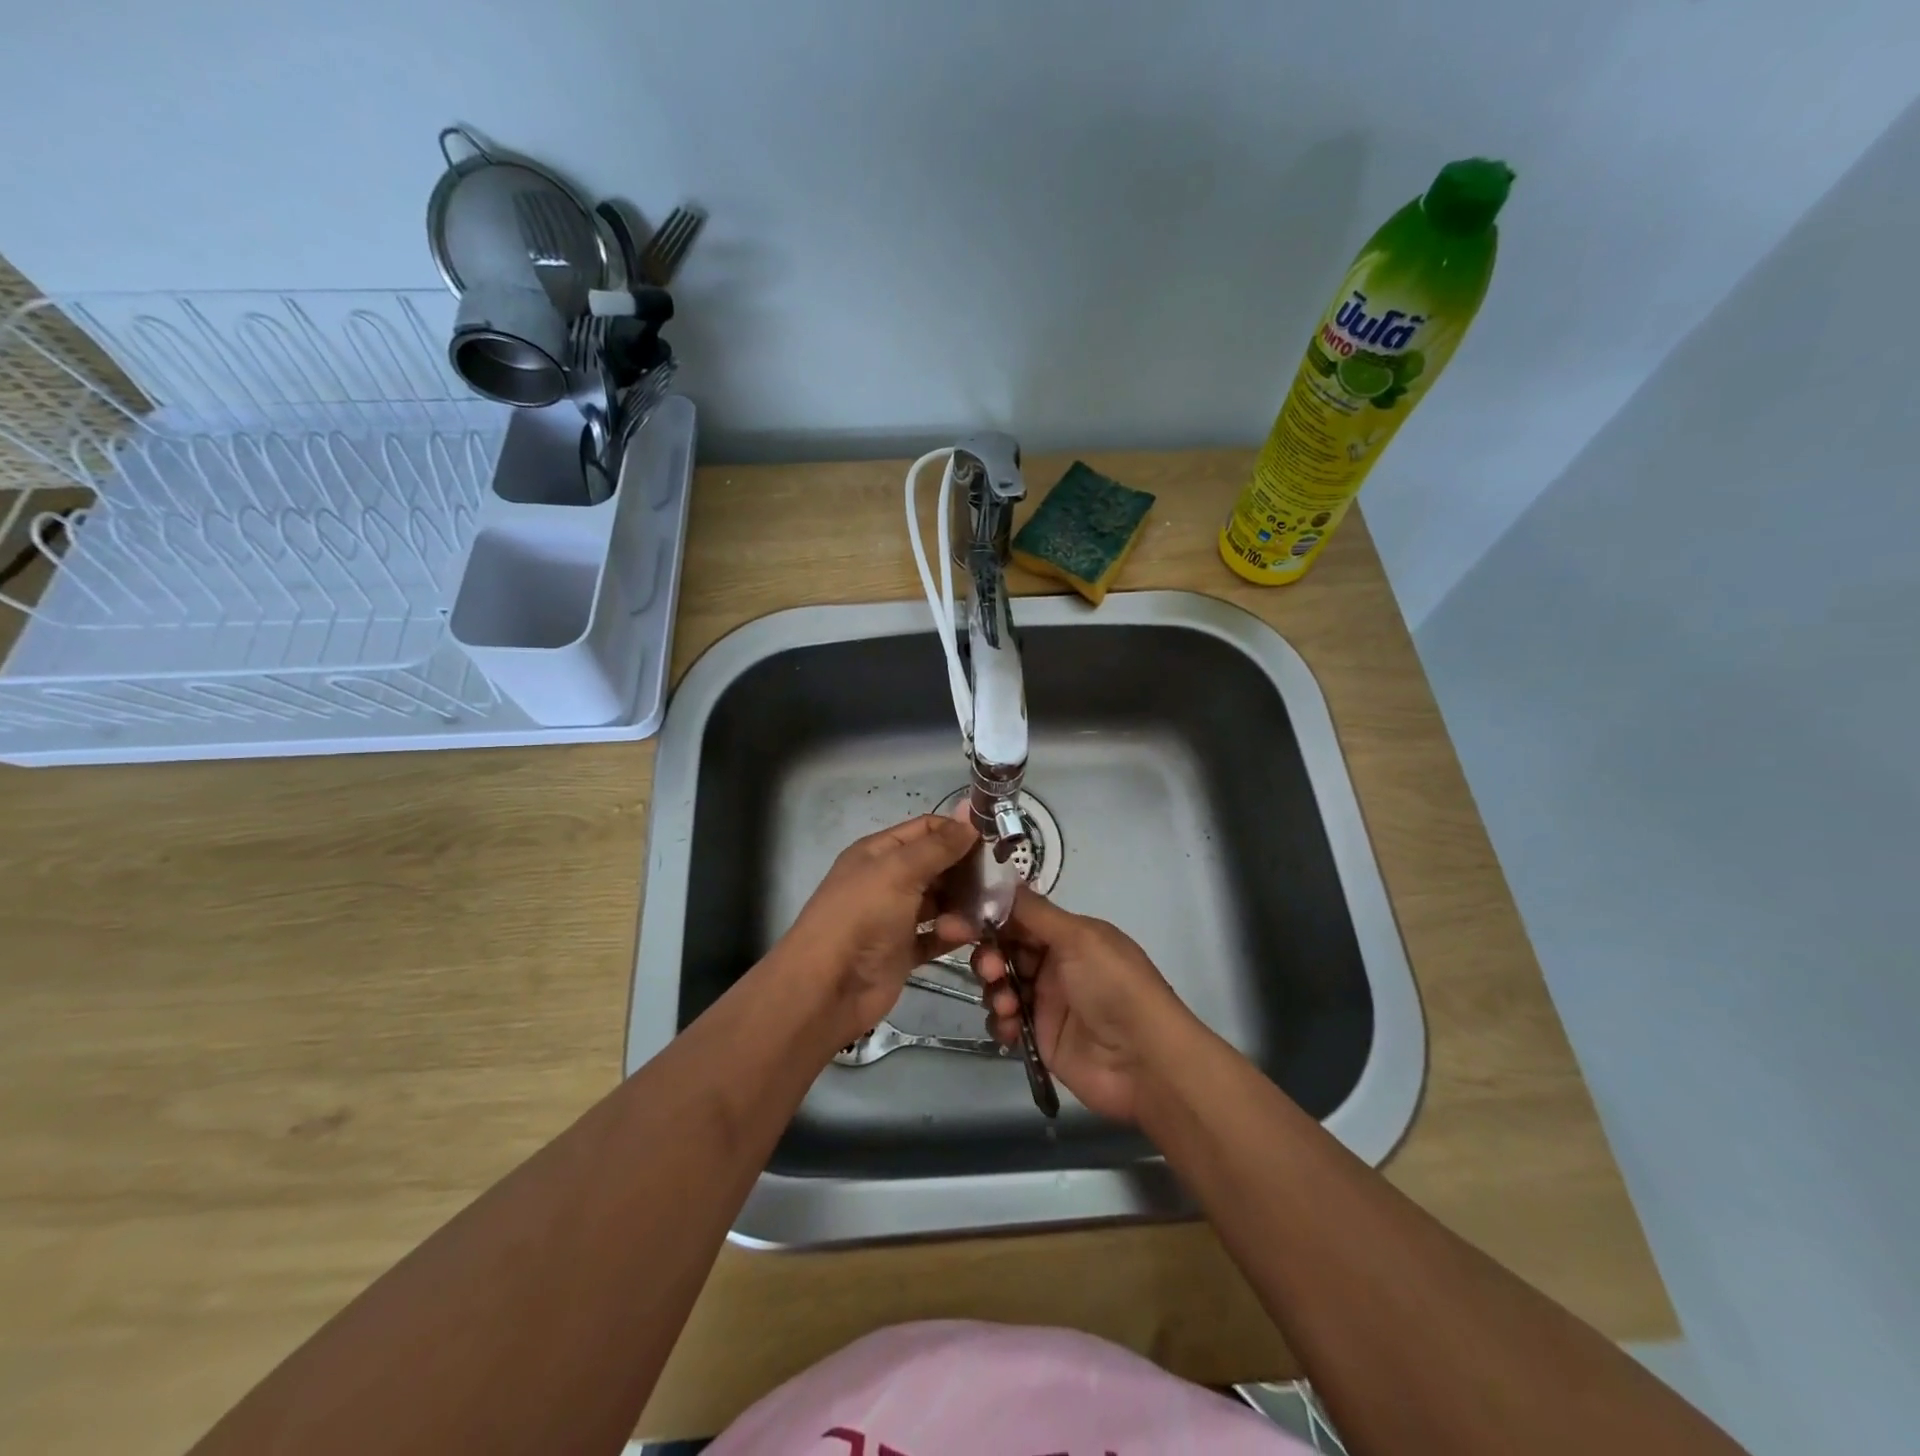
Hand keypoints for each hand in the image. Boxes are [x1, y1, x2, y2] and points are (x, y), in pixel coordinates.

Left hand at [777, 814, 980, 1042]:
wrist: (827, 989)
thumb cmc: (861, 918)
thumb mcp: (899, 871)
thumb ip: (938, 846)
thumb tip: (970, 818)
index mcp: (879, 852)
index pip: (926, 830)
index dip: (958, 831)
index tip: (995, 840)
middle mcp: (887, 880)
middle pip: (937, 865)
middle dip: (967, 870)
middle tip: (1002, 880)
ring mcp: (895, 917)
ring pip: (940, 901)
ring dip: (963, 905)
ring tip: (986, 913)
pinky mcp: (903, 951)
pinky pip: (936, 936)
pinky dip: (953, 934)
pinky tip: (972, 936)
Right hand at [972, 885, 1191, 1122]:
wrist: (1144, 1061)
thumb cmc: (1114, 987)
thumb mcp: (1080, 938)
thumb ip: (1035, 913)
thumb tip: (1001, 881)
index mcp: (1069, 935)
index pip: (1020, 918)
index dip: (990, 918)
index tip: (959, 920)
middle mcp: (1056, 964)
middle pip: (1005, 950)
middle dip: (989, 956)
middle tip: (990, 969)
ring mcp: (1047, 1002)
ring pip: (1001, 985)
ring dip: (995, 989)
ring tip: (1007, 1003)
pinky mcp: (1040, 1037)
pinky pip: (1006, 1022)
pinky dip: (1002, 1021)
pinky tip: (1012, 1026)